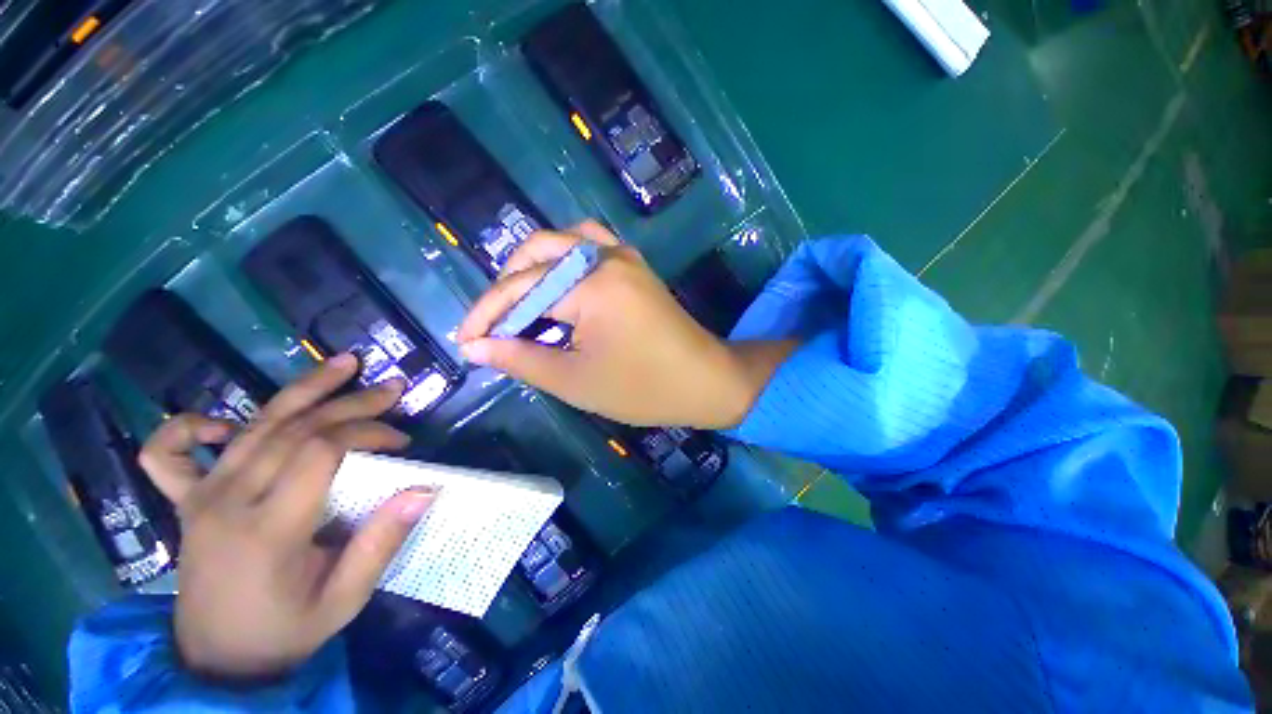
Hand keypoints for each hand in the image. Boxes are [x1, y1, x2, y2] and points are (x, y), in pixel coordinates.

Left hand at [138, 355, 434, 681]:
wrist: (218, 660)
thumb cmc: (287, 630)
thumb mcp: (345, 599)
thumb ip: (380, 543)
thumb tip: (424, 489)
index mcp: (268, 529)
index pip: (321, 452)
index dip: (367, 434)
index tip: (402, 444)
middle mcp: (228, 501)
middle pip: (294, 429)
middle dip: (352, 403)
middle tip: (393, 390)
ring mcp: (201, 497)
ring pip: (254, 425)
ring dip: (303, 391)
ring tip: (344, 364)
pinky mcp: (186, 501)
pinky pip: (168, 453)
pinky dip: (190, 427)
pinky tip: (224, 423)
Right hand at [457, 221, 795, 428]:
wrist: (705, 380)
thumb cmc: (644, 388)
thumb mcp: (577, 380)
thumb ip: (522, 359)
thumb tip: (476, 347)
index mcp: (591, 285)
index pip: (521, 290)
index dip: (487, 315)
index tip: (465, 341)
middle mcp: (606, 257)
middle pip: (537, 253)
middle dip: (507, 287)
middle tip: (495, 324)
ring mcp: (624, 256)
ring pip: (563, 240)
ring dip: (533, 266)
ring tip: (520, 302)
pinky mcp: (635, 265)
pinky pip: (590, 245)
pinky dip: (564, 259)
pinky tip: (557, 286)